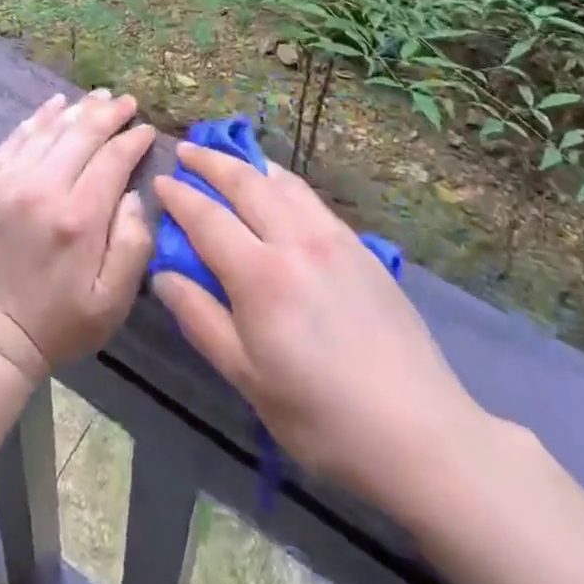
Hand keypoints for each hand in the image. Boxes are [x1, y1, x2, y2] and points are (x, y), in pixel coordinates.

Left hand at [0, 90, 156, 384]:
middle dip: (108, 113)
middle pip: (81, 135)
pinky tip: (53, 106)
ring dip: (75, 110)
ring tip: (97, 97)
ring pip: (47, 130)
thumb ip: (134, 242)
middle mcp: (41, 190)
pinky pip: (13, 140)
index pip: (113, 159)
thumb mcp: (114, 300)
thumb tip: (135, 192)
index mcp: (79, 218)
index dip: (133, 140)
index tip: (147, 129)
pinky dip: (36, 119)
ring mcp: (6, 184)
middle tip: (125, 100)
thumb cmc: (61, 322)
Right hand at [152, 144, 487, 501]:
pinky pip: (310, 198)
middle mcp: (295, 241)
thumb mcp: (249, 378)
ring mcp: (333, 238)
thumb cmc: (323, 418)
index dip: (180, 196)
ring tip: (228, 157)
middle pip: (245, 182)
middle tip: (185, 150)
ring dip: (248, 164)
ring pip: (282, 182)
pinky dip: (283, 181)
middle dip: (210, 162)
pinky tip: (278, 189)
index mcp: (261, 275)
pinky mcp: (360, 247)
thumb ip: (201, 319)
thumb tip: (164, 275)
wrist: (423, 434)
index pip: (207, 218)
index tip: (160, 180)